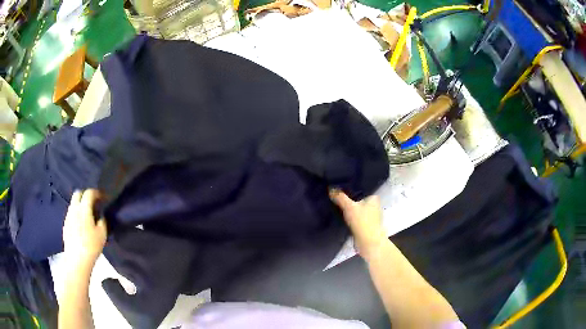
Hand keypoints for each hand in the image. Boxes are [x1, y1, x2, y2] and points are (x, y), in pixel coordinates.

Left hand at [63, 189, 106, 268]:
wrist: (77, 259)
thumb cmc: (91, 246)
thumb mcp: (102, 234)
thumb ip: (102, 221)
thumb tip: (101, 216)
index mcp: (84, 208)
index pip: (89, 193)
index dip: (96, 193)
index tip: (102, 197)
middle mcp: (74, 208)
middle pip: (78, 193)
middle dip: (85, 195)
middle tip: (93, 203)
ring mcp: (68, 216)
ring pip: (73, 203)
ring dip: (80, 204)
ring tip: (87, 214)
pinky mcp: (65, 224)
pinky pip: (71, 213)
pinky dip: (76, 213)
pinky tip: (81, 224)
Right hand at [329, 190, 386, 260]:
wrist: (369, 243)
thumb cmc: (363, 222)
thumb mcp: (349, 207)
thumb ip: (340, 197)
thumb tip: (331, 189)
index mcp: (374, 198)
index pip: (361, 189)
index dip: (351, 188)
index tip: (340, 186)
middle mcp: (374, 206)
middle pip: (358, 200)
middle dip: (349, 199)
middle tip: (335, 195)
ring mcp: (371, 217)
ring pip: (357, 209)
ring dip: (349, 209)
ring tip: (336, 205)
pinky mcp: (366, 226)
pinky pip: (356, 218)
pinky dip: (350, 218)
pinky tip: (341, 217)